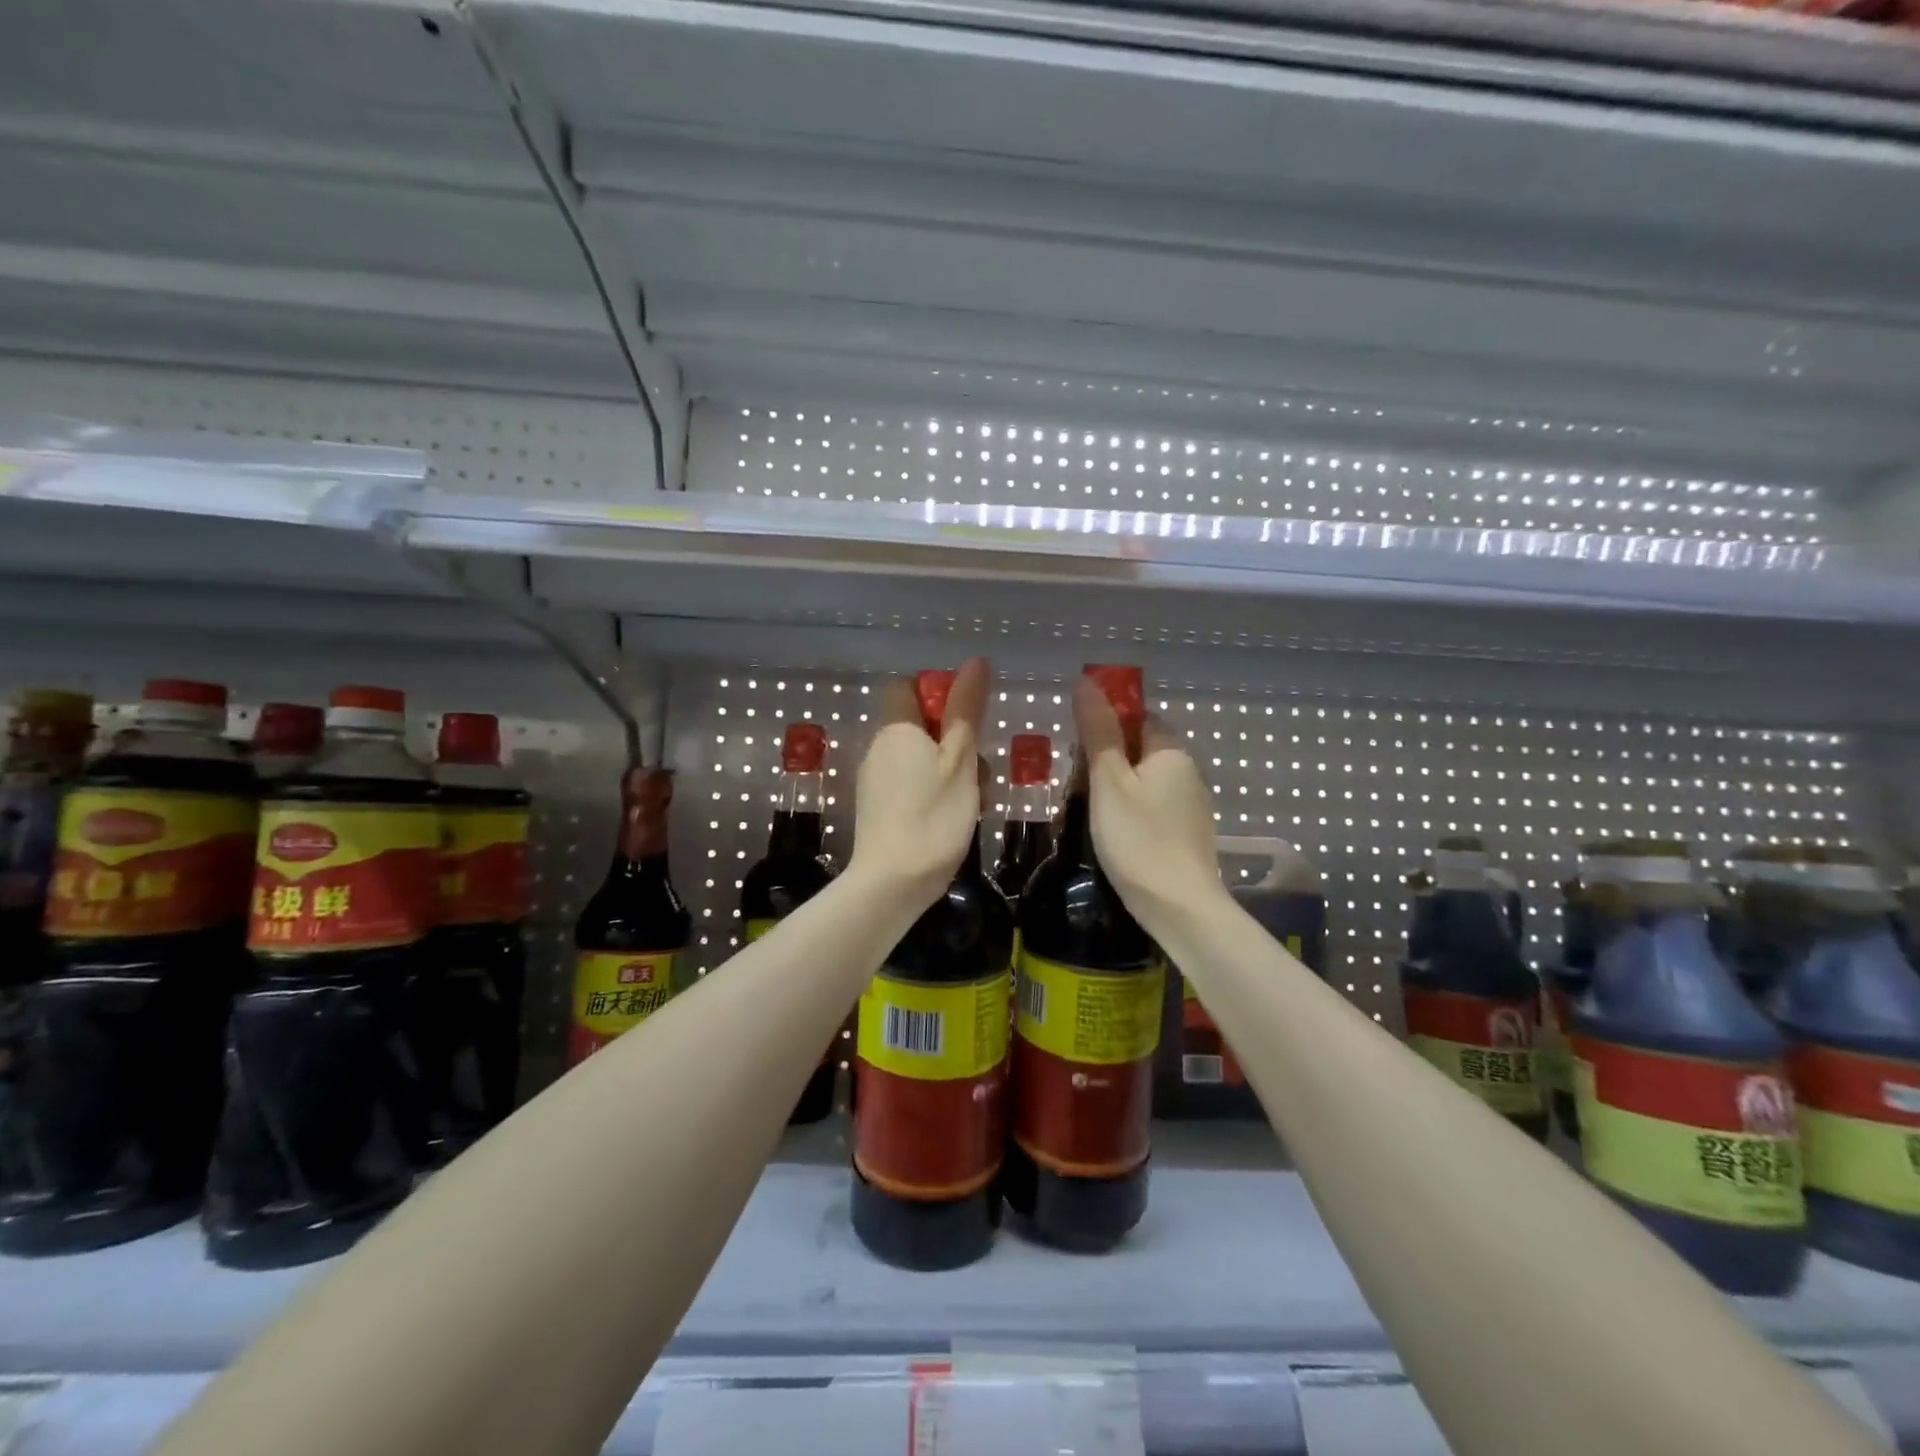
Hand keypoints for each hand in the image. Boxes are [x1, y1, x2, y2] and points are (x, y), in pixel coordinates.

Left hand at [848, 656, 991, 909]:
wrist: (892, 884)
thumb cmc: (933, 817)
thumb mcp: (960, 760)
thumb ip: (966, 710)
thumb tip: (975, 662)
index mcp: (896, 729)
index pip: (907, 687)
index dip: (938, 693)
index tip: (968, 717)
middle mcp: (879, 747)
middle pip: (921, 725)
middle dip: (956, 740)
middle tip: (981, 770)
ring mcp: (875, 780)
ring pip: (921, 758)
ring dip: (952, 771)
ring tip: (976, 800)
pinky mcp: (879, 808)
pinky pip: (911, 785)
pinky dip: (935, 792)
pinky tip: (956, 818)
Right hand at [1072, 675, 1228, 937]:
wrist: (1179, 908)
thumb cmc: (1138, 839)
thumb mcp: (1108, 782)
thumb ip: (1098, 731)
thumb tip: (1087, 681)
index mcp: (1171, 751)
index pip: (1137, 716)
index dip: (1104, 726)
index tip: (1076, 751)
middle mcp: (1187, 771)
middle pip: (1139, 748)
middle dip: (1104, 760)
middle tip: (1074, 787)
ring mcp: (1190, 804)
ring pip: (1143, 780)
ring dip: (1112, 788)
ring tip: (1083, 812)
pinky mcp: (1187, 832)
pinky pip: (1152, 806)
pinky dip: (1128, 811)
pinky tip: (1110, 832)